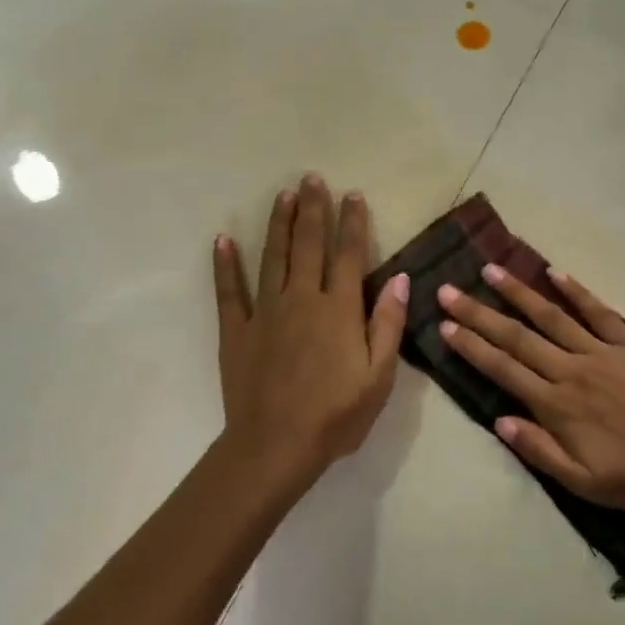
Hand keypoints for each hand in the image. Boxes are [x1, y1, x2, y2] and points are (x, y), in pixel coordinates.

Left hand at [214, 175, 408, 490]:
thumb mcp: (379, 377)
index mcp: (339, 310)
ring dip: (278, 224)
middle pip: (308, 245)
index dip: (352, 223)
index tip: (353, 195)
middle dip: (313, 210)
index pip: (349, 255)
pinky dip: (225, 265)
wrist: (276, 446)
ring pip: (272, 258)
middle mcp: (302, 300)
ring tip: (283, 195)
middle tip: (312, 178)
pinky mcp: (237, 332)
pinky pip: (229, 292)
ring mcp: (265, 313)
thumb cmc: (336, 415)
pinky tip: (223, 240)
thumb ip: (389, 325)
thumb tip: (401, 279)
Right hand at [437, 266, 624, 510]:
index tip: (445, 326)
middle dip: (480, 313)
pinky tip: (554, 273)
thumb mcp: (582, 481)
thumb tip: (500, 420)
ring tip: (491, 270)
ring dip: (519, 293)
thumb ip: (539, 450)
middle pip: (518, 337)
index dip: (471, 347)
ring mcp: (602, 352)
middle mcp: (572, 370)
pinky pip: (598, 312)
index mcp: (556, 405)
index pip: (503, 369)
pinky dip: (576, 291)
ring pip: (552, 317)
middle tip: (449, 290)